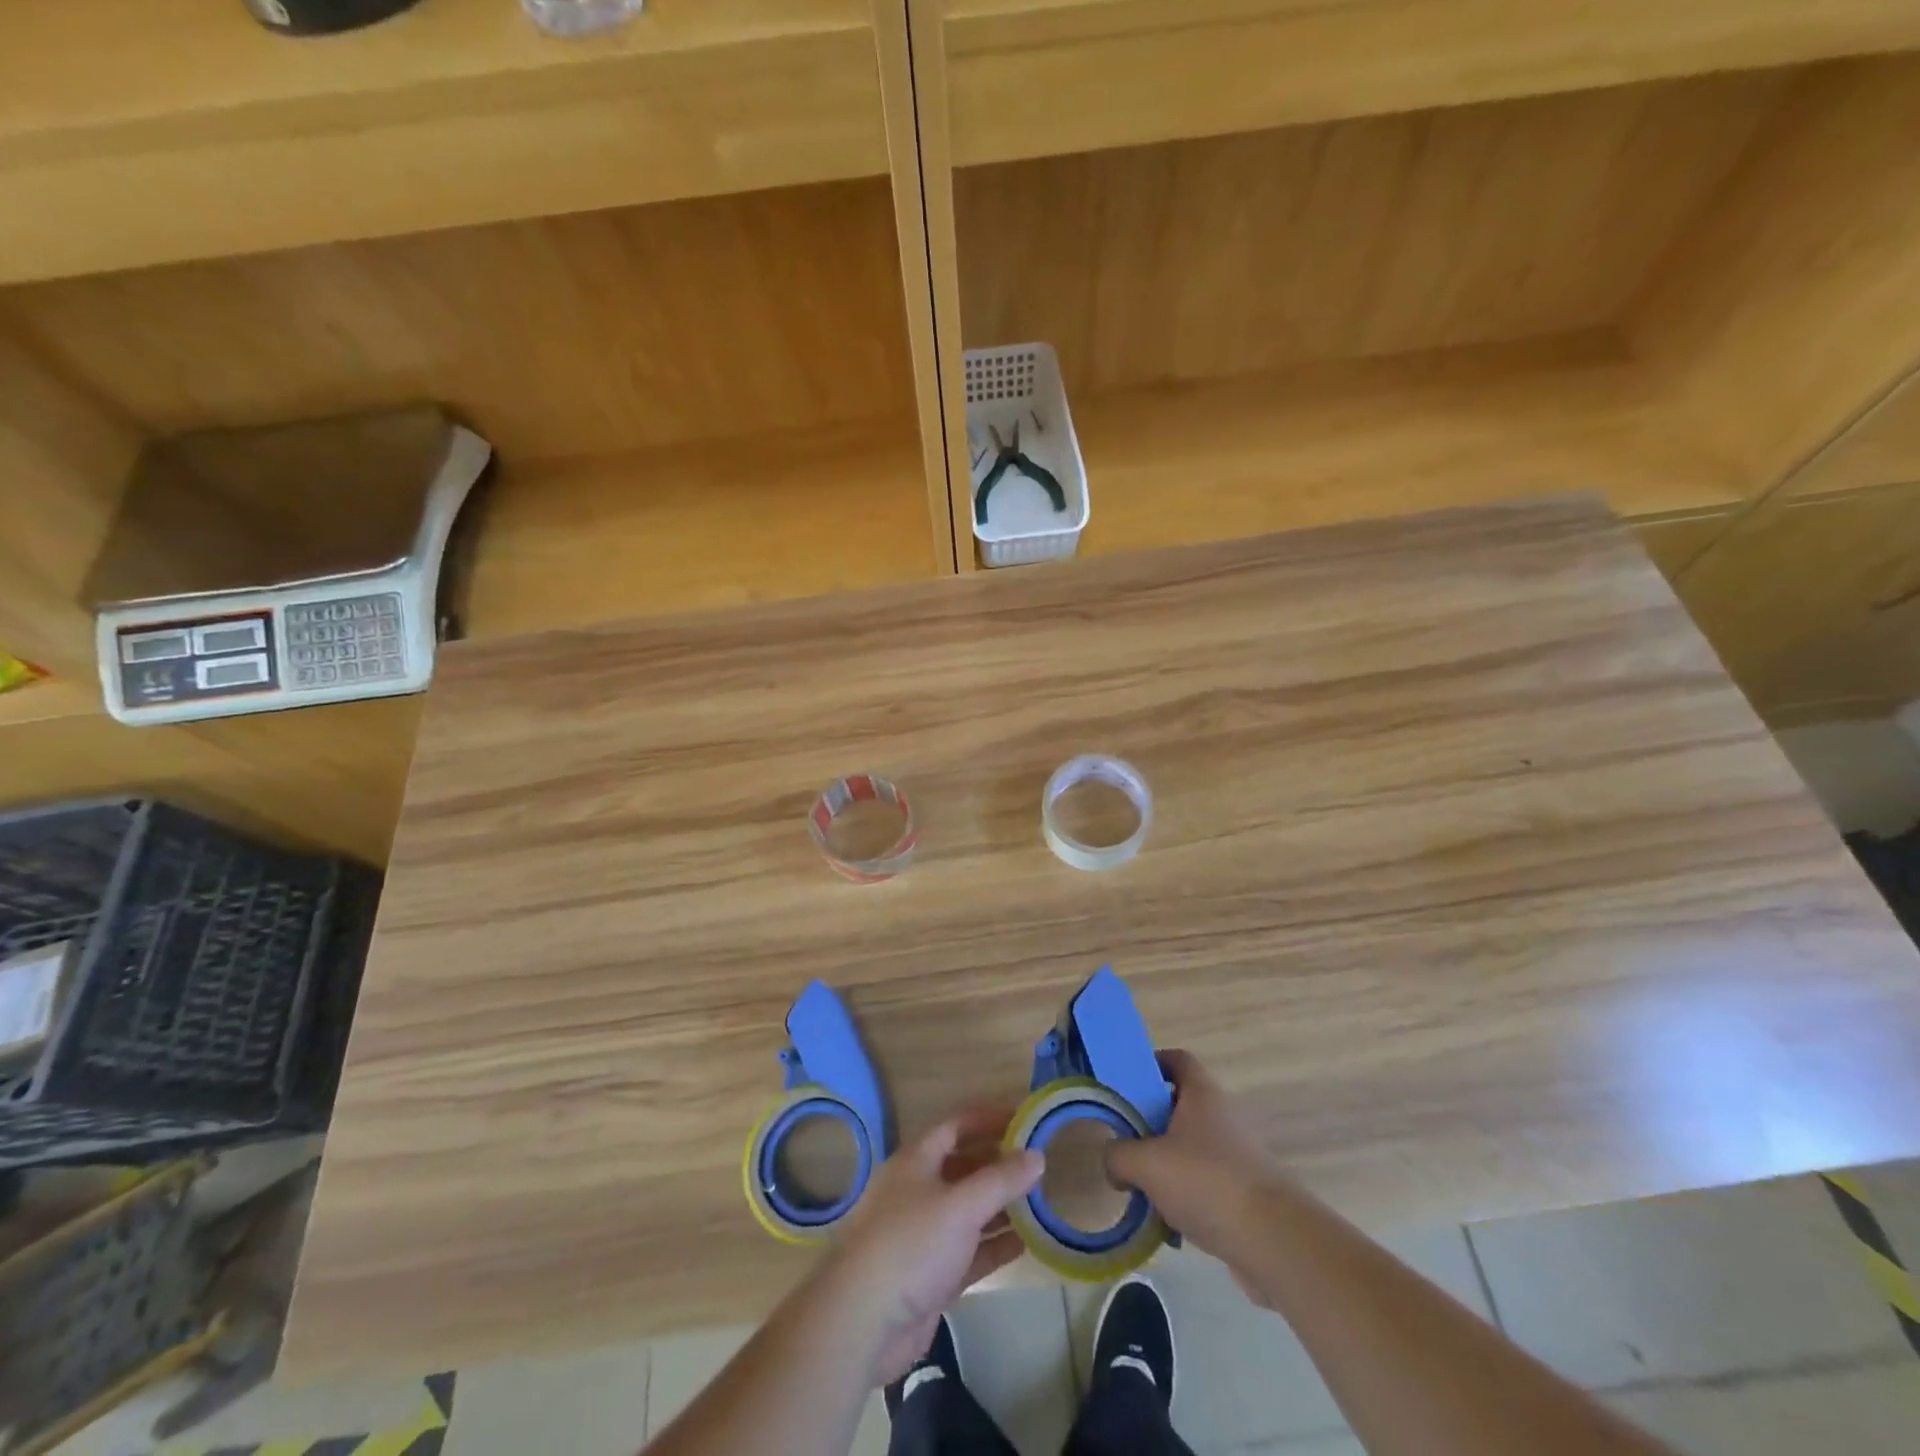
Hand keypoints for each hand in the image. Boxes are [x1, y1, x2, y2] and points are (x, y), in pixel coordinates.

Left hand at [820, 1107, 1043, 1385]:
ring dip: (1000, 1207)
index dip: (989, 1119)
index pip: (956, 1126)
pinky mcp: (930, 1275)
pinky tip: (1024, 1244)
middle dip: (999, 1165)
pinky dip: (994, 1246)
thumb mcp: (961, 1205)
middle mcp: (919, 1190)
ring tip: (1039, 1203)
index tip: (1025, 1119)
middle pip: (964, 1167)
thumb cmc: (911, 1244)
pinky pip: (969, 1251)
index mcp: (917, 1161)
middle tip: (1038, 1165)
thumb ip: (1001, 1180)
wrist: (862, 1320)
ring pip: (968, 1211)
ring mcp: (924, 1234)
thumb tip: (1037, 1155)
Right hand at [1105, 1049, 1280, 1299]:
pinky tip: (1168, 1226)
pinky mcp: (1243, 1194)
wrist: (1277, 1242)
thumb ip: (1118, 1156)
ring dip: (1164, 1166)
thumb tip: (1113, 1163)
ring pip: (1188, 1150)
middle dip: (1149, 1124)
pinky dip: (1184, 1199)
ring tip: (1139, 1190)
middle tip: (1123, 1141)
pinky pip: (1203, 1186)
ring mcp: (1235, 1157)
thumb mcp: (1146, 1164)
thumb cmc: (1207, 1183)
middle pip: (1178, 1106)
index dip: (1150, 1064)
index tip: (1125, 1084)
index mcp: (1201, 1094)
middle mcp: (1221, 1117)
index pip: (1176, 1060)